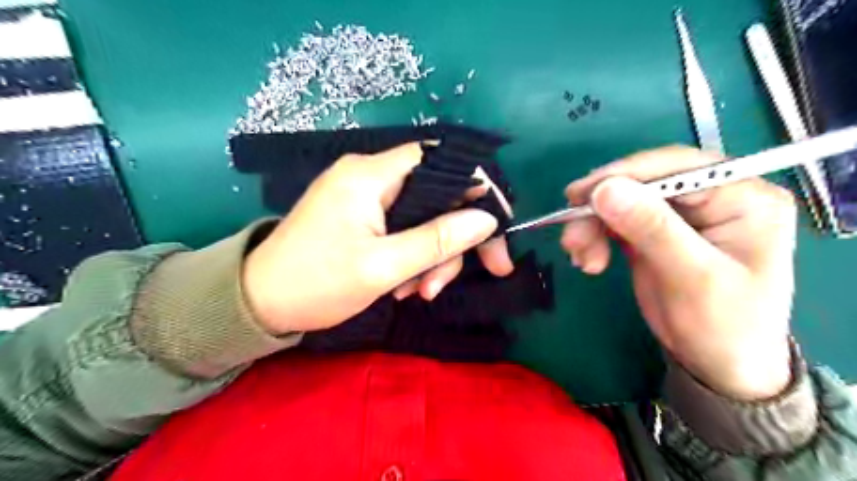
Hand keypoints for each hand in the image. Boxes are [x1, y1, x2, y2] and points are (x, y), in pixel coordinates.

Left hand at [240, 143, 510, 334]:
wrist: (259, 303)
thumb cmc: (315, 283)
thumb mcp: (382, 266)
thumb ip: (437, 240)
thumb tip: (486, 219)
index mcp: (370, 175)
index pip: (441, 161)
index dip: (477, 187)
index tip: (497, 227)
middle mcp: (371, 176)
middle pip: (437, 194)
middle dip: (452, 239)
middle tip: (458, 280)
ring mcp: (367, 198)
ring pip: (424, 218)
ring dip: (431, 257)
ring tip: (416, 293)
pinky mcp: (363, 217)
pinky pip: (405, 230)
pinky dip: (413, 258)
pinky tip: (402, 286)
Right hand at [563, 146, 796, 400]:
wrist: (717, 365)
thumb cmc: (724, 326)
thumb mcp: (692, 277)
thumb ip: (652, 229)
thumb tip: (605, 189)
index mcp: (741, 197)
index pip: (676, 167)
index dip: (624, 176)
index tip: (579, 196)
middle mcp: (710, 197)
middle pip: (643, 183)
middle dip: (601, 207)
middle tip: (572, 236)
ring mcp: (679, 215)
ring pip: (622, 201)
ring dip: (592, 225)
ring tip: (580, 257)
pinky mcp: (654, 231)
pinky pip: (615, 220)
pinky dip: (595, 236)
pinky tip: (588, 258)